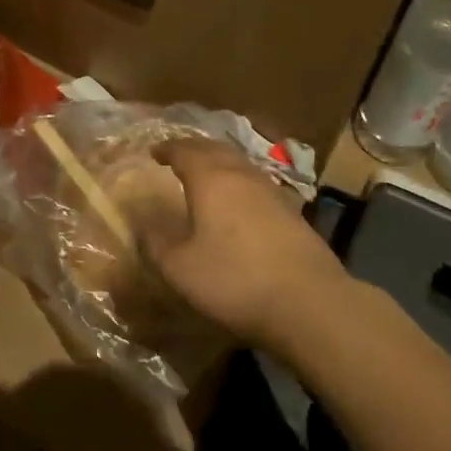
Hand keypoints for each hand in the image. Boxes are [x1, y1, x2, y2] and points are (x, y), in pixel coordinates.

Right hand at [143, 138, 347, 347]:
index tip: (153, 152)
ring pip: (239, 164)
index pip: (184, 151)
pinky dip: (239, 182)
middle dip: (193, 149)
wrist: (308, 301)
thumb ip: (156, 243)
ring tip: (206, 174)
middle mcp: (241, 175)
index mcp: (210, 179)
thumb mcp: (180, 268)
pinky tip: (239, 201)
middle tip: (178, 156)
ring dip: (219, 163)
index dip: (167, 149)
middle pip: (215, 149)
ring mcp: (271, 191)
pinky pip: (256, 183)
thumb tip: (141, 224)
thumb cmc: (234, 279)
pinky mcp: (292, 212)